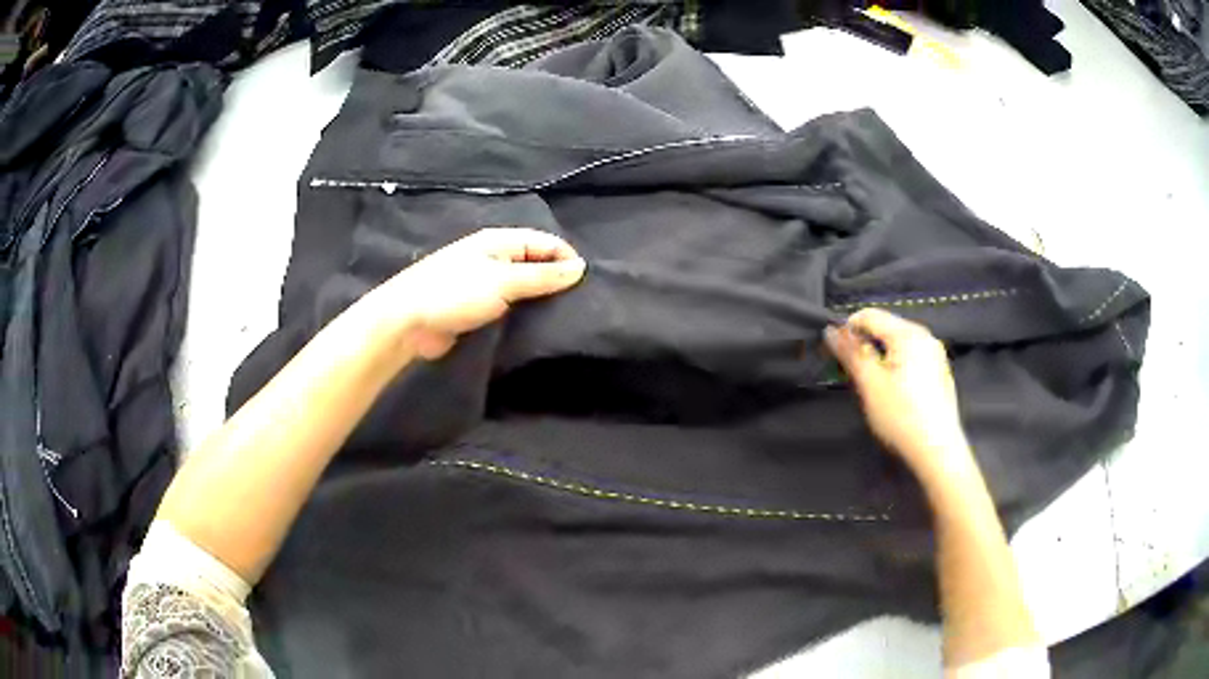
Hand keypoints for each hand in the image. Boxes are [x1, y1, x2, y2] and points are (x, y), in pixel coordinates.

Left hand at [379, 228, 585, 359]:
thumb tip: (580, 268)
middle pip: (535, 263)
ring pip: (524, 287)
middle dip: (557, 278)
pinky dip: (524, 313)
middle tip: (581, 302)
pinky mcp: (478, 309)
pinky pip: (510, 306)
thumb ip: (542, 275)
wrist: (408, 323)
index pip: (544, 242)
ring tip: (567, 316)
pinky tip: (540, 327)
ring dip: (541, 298)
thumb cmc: (454, 293)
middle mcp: (493, 258)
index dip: (567, 258)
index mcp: (498, 241)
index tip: (587, 283)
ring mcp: (485, 284)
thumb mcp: (502, 281)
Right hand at [825, 308, 970, 477]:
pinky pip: (910, 360)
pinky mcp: (939, 374)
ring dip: (878, 360)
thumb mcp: (870, 383)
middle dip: (863, 347)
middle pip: (884, 329)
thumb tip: (831, 330)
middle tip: (849, 375)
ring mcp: (935, 356)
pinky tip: (892, 396)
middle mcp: (925, 337)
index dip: (846, 330)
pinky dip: (894, 369)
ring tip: (869, 388)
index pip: (868, 315)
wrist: (937, 451)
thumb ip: (850, 352)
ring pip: (896, 347)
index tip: (833, 355)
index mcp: (909, 333)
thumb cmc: (902, 416)